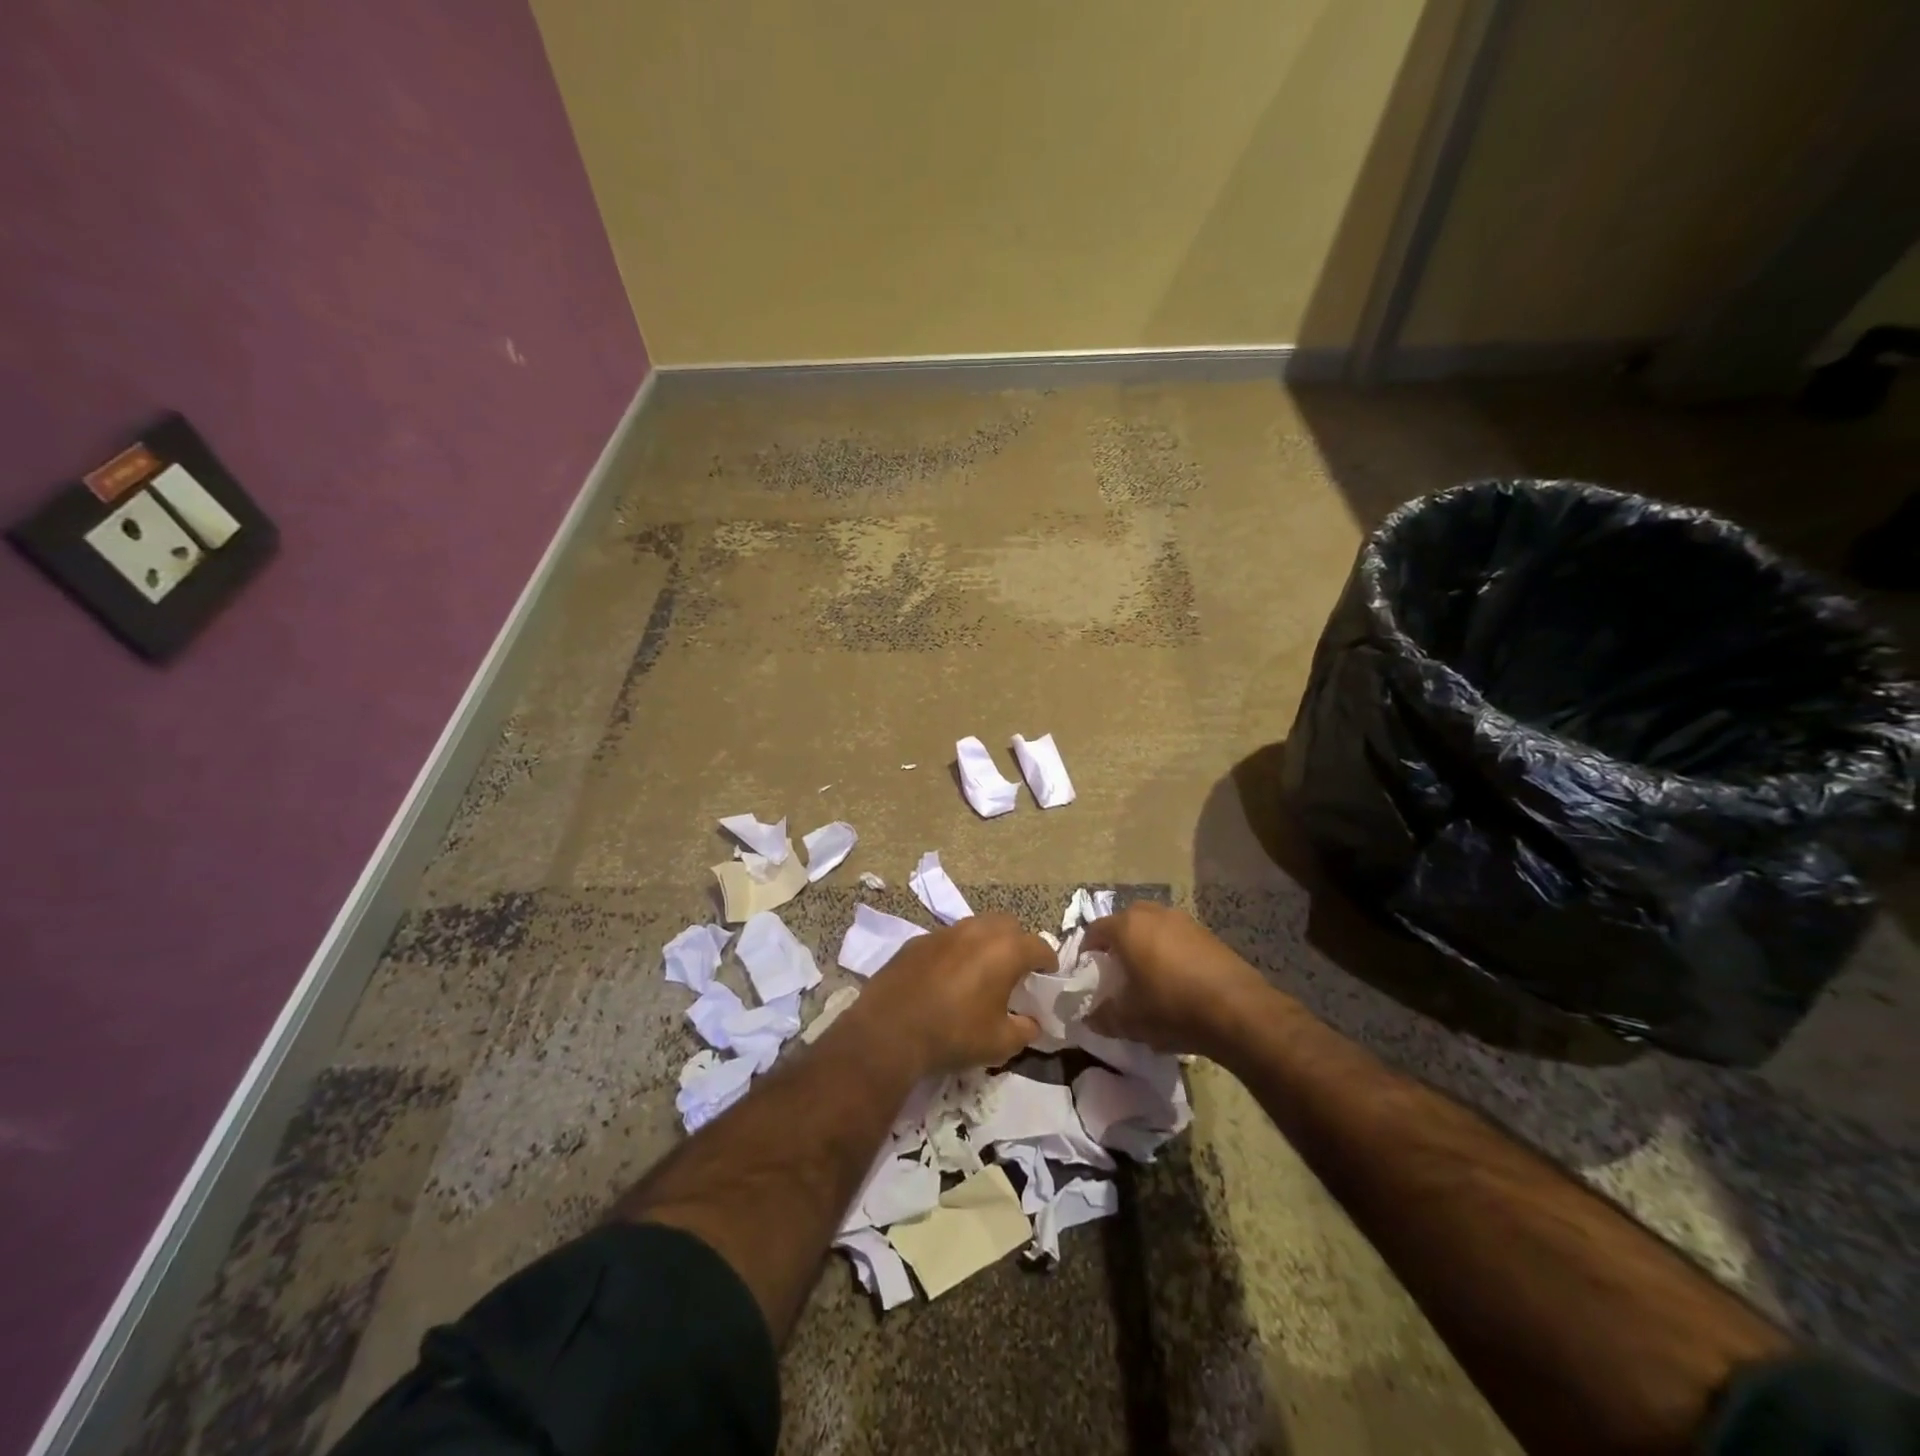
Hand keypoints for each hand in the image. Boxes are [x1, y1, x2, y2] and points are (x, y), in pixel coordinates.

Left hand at [846, 913, 1049, 1075]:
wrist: (890, 1031)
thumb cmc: (954, 1035)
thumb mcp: (1000, 1043)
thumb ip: (1025, 1030)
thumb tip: (1032, 1023)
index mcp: (1004, 951)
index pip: (1039, 946)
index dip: (1048, 961)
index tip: (1048, 975)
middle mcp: (976, 931)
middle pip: (1008, 924)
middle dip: (1017, 942)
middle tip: (1015, 969)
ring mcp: (944, 932)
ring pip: (975, 926)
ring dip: (985, 942)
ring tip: (982, 970)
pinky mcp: (917, 941)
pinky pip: (947, 939)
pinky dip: (955, 952)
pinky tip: (947, 977)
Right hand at [1084, 902, 1270, 1057]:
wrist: (1238, 1010)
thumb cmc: (1172, 1008)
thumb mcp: (1130, 1021)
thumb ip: (1104, 1017)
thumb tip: (1090, 1019)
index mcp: (1128, 927)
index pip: (1096, 930)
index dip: (1088, 951)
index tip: (1089, 972)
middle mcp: (1154, 914)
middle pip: (1126, 923)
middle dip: (1119, 943)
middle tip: (1118, 971)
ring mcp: (1184, 920)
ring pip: (1154, 928)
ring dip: (1147, 945)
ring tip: (1150, 976)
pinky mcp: (1208, 934)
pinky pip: (1178, 938)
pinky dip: (1171, 952)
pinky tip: (1179, 981)